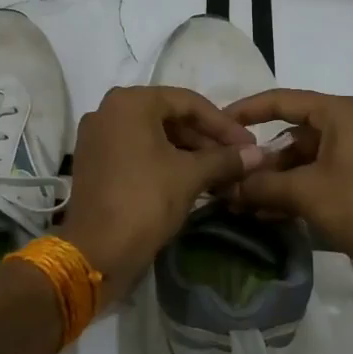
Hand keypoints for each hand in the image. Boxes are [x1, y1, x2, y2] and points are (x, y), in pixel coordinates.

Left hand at [61, 86, 264, 295]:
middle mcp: (108, 110)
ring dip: (187, 151)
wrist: (96, 251)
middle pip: (168, 116)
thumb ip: (225, 159)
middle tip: (236, 159)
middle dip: (205, 138)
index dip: (223, 124)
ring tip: (218, 172)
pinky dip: (163, 160)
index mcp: (130, 102)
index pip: (188, 102)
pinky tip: (190, 179)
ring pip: (153, 135)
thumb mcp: (190, 176)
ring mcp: (96, 136)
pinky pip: (136, 150)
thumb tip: (259, 154)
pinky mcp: (93, 161)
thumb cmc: (145, 201)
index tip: (248, 145)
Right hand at [225, 89, 352, 292]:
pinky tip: (264, 213)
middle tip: (227, 175)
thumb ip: (261, 184)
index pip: (283, 100)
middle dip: (259, 156)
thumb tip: (226, 187)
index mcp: (341, 113)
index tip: (217, 123)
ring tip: (239, 201)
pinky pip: (316, 179)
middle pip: (292, 132)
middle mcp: (349, 127)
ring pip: (302, 160)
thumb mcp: (305, 192)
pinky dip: (292, 191)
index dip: (247, 110)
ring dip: (273, 179)